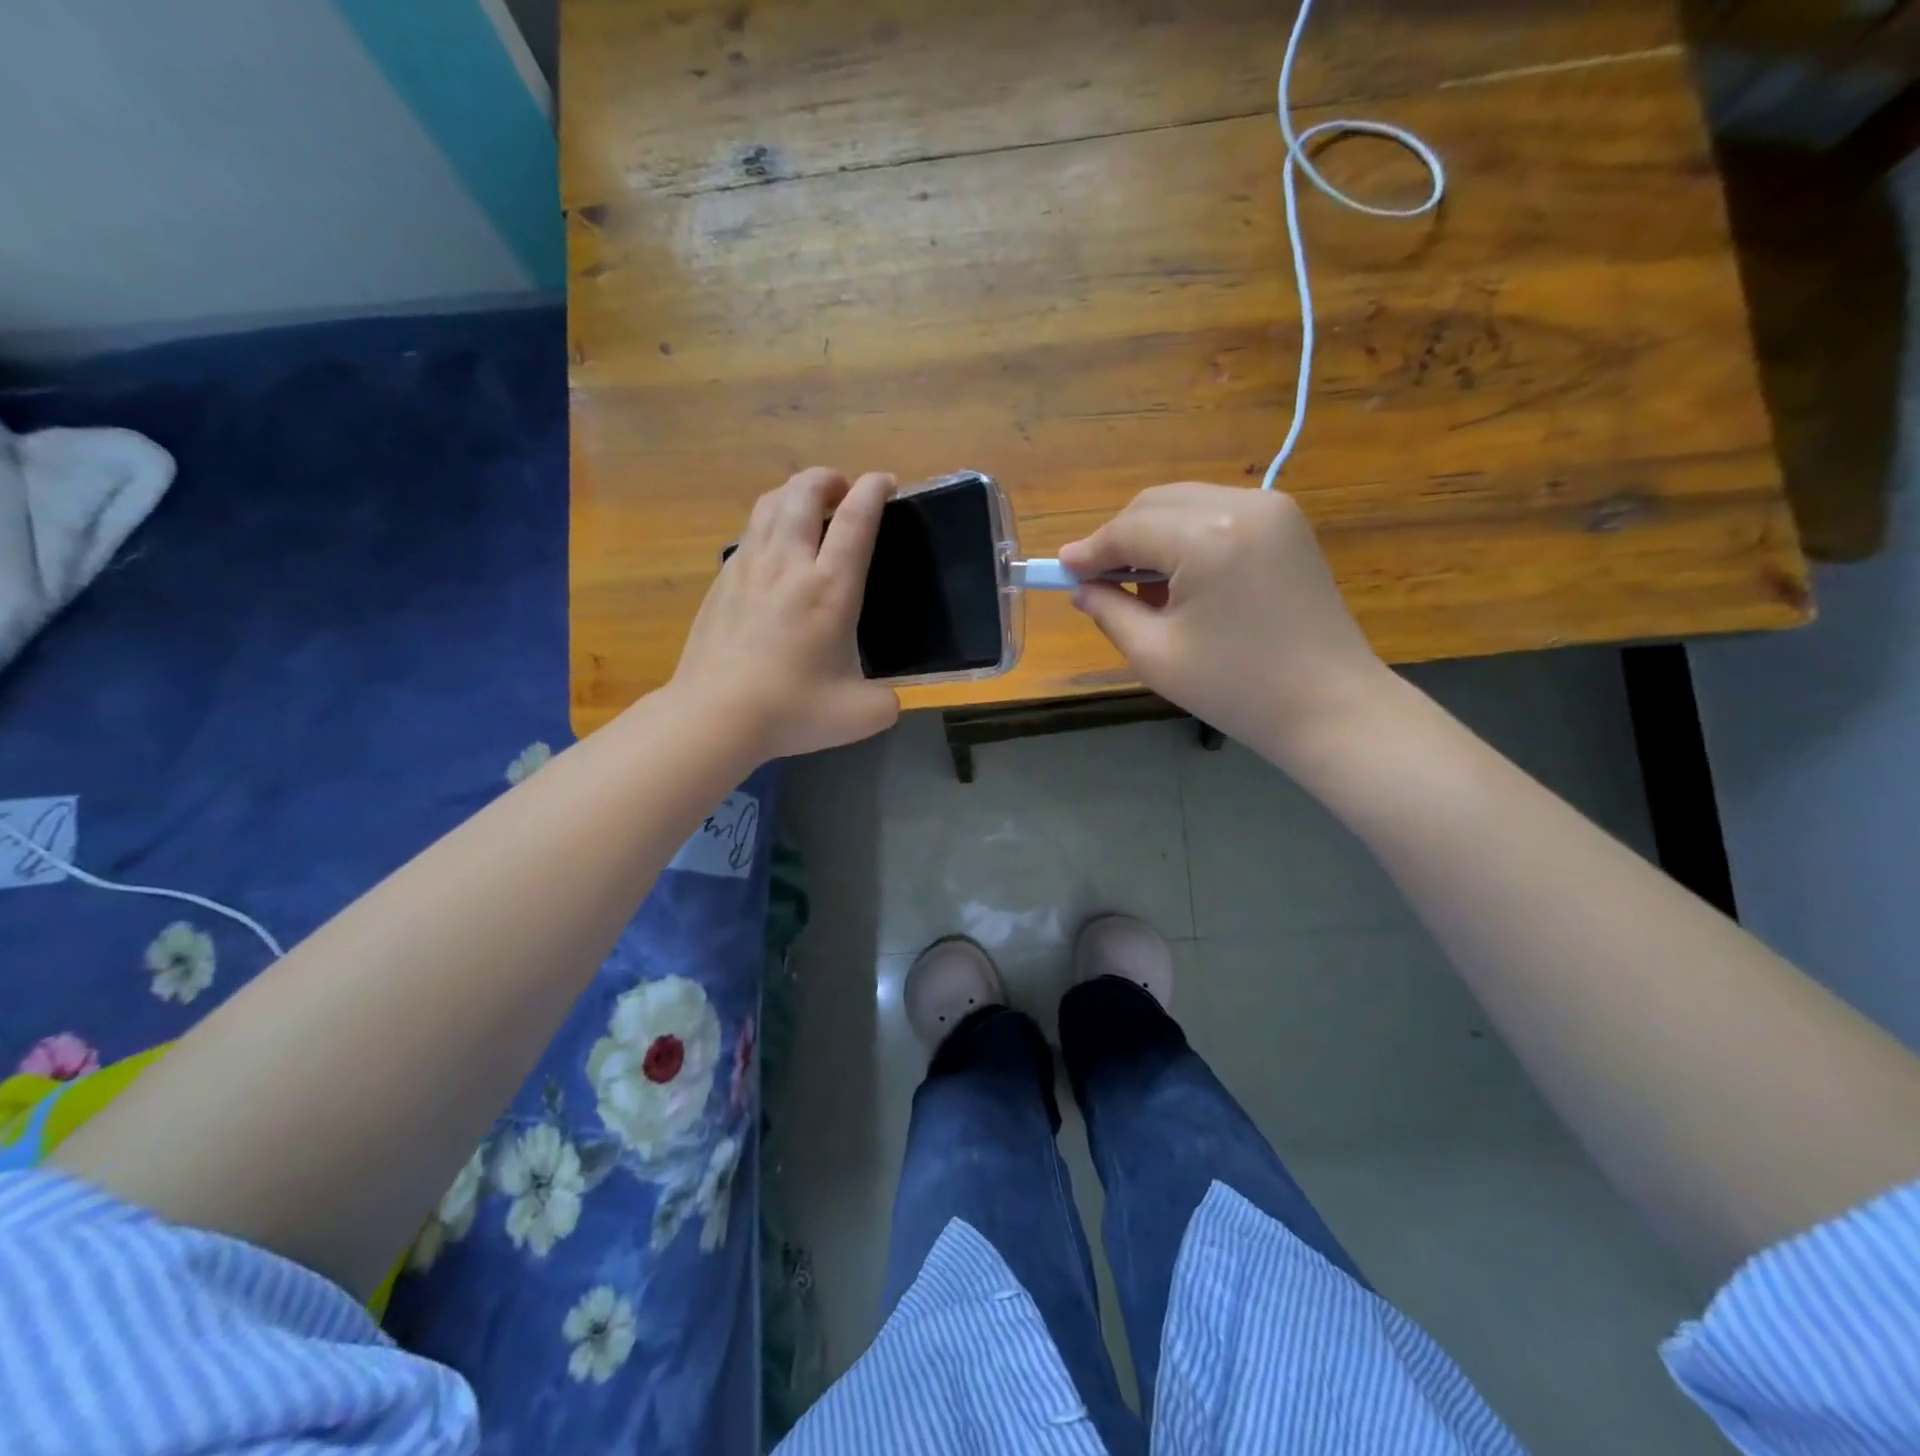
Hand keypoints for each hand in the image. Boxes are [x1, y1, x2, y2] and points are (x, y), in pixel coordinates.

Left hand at [669, 467, 900, 760]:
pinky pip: (749, 534)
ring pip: (769, 505)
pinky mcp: (722, 583)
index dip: (873, 490)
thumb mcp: (862, 714)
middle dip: (827, 478)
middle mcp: (788, 565)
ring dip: (793, 493)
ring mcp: (748, 569)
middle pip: (803, 492)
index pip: (856, 519)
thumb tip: (887, 698)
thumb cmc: (792, 710)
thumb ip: (887, 701)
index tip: (885, 482)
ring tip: (807, 506)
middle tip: (842, 490)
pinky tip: (773, 550)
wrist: (714, 716)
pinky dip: (768, 524)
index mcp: (830, 588)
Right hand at [1059, 484, 1394, 764]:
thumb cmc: (1236, 688)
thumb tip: (1081, 587)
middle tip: (1095, 581)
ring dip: (1151, 535)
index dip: (1089, 551)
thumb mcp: (1156, 655)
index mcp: (1207, 537)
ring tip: (1137, 586)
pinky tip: (1178, 577)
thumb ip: (1109, 611)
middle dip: (1118, 538)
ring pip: (1183, 503)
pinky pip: (1215, 513)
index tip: (1059, 572)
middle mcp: (1241, 504)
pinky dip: (1185, 535)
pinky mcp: (1286, 522)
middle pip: (1154, 504)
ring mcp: (1270, 508)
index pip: (1128, 529)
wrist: (1329, 705)